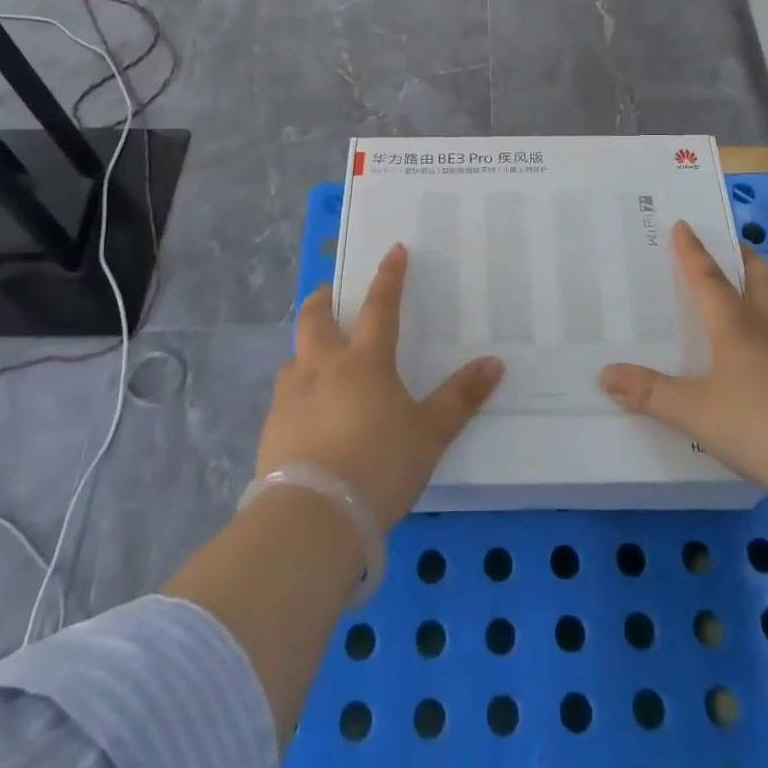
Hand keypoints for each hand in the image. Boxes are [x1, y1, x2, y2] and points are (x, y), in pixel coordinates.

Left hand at [259, 245, 503, 529]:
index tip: (393, 251)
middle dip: (322, 300)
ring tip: (316, 359)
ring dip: (305, 349)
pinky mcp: (271, 430)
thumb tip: (495, 362)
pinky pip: (284, 398)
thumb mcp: (430, 434)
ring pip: (294, 358)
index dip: (389, 277)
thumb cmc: (379, 465)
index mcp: (365, 362)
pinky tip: (306, 414)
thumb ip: (460, 398)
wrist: (314, 516)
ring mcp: (291, 398)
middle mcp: (322, 368)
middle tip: (328, 293)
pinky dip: (297, 393)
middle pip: (315, 320)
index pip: (381, 307)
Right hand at [600, 221, 767, 490]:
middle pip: (760, 280)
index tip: (684, 225)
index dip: (694, 253)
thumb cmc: (758, 424)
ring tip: (744, 295)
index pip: (710, 280)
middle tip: (731, 247)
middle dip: (744, 259)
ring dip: (760, 293)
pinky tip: (760, 356)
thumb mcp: (694, 411)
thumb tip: (605, 373)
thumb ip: (650, 392)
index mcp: (736, 327)